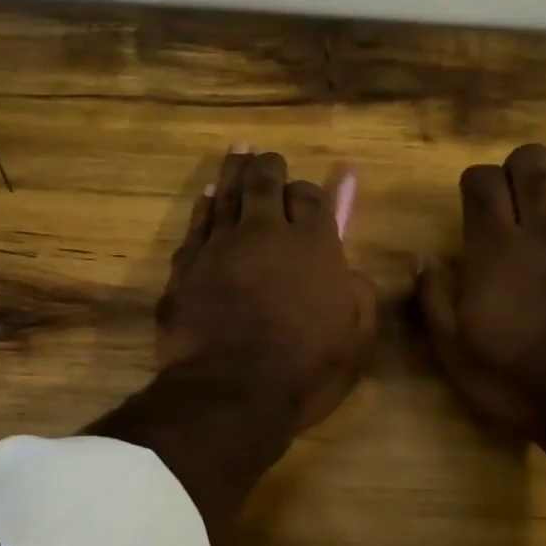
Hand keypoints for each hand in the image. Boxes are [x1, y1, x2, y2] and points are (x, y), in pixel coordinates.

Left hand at [157, 146, 376, 434]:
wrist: (232, 393)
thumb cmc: (305, 371)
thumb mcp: (356, 340)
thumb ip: (359, 294)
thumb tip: (350, 268)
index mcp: (314, 246)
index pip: (311, 198)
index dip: (309, 193)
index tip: (307, 196)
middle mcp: (265, 233)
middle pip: (266, 182)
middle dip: (270, 167)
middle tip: (267, 160)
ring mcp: (220, 246)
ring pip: (228, 194)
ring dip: (235, 171)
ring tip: (238, 152)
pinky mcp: (186, 268)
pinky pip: (196, 225)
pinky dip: (205, 205)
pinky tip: (208, 195)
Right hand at [417, 143, 545, 435]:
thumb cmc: (516, 378)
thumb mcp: (454, 351)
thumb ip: (434, 300)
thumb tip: (422, 259)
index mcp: (497, 247)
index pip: (483, 182)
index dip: (475, 183)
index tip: (473, 203)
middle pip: (534, 164)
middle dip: (520, 168)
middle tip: (515, 195)